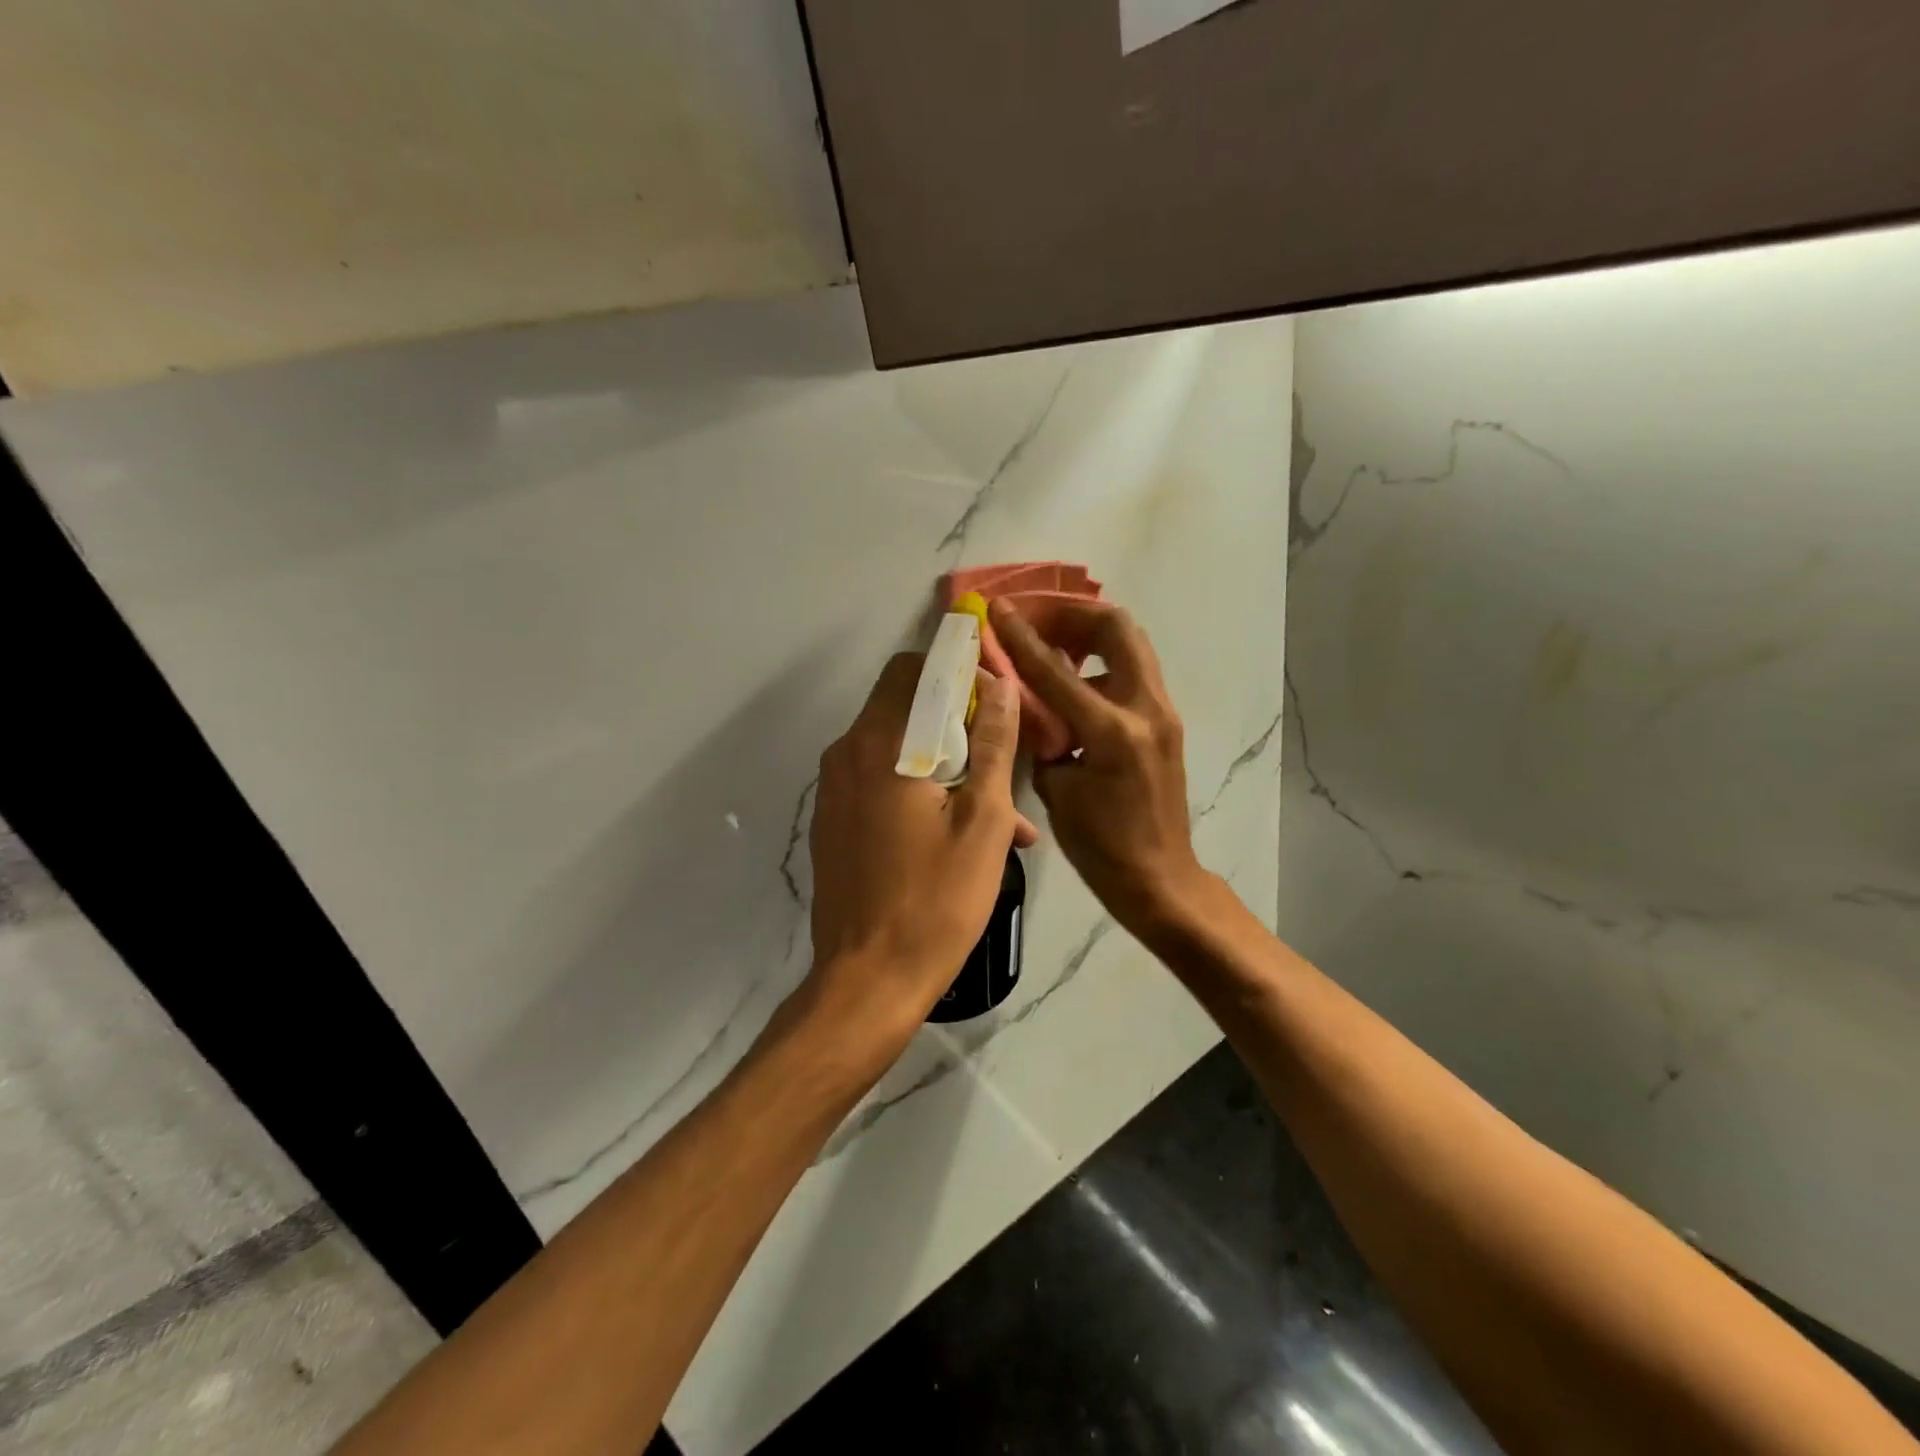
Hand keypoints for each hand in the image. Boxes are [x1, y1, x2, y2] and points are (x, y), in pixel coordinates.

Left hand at [804, 654, 1037, 1062]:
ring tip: (1001, 812)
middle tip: (1002, 755)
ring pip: (896, 749)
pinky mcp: (834, 822)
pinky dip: (918, 790)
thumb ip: (993, 744)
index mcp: (881, 745)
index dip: (956, 670)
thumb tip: (999, 686)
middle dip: (956, 719)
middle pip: (903, 705)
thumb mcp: (984, 820)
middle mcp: (846, 755)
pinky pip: (880, 783)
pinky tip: (960, 834)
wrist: (869, 982)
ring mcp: (834, 791)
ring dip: (945, 762)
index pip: (912, 669)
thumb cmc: (937, 900)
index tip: (996, 694)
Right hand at [989, 598, 1210, 939]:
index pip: (1056, 670)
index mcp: (1113, 733)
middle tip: (1038, 621)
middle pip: (1116, 627)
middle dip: (1072, 614)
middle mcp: (1147, 710)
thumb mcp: (1056, 791)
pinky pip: (1132, 671)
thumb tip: (1024, 700)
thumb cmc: (1101, 847)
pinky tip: (1073, 683)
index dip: (1022, 636)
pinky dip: (1100, 662)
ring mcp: (1163, 712)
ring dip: (1089, 634)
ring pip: (1130, 644)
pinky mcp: (1166, 721)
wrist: (1159, 878)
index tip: (1000, 609)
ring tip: (1052, 647)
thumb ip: (1040, 736)